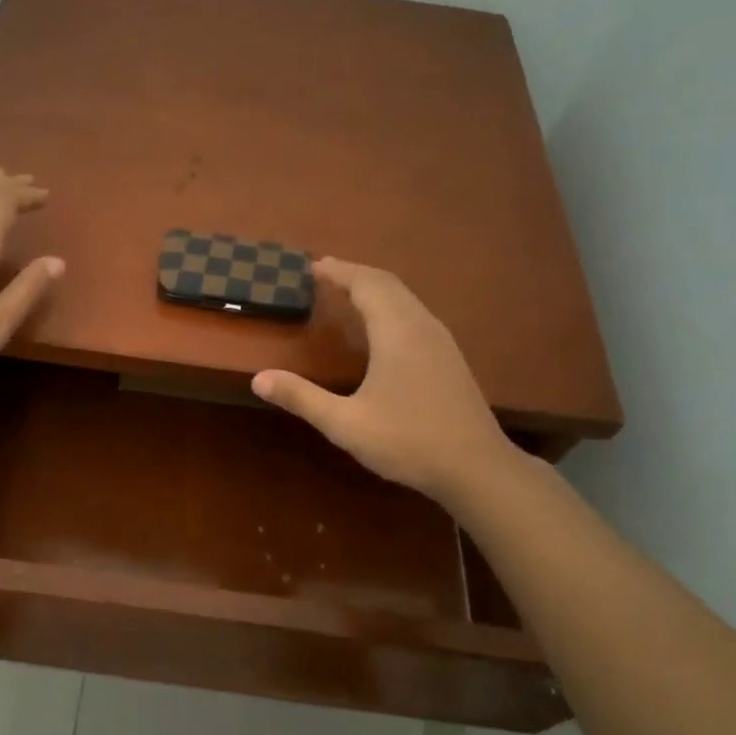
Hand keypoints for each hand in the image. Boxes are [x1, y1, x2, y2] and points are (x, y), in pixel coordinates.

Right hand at [251, 258, 513, 504]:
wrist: (477, 468)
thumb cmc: (408, 441)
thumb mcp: (346, 424)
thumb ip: (302, 398)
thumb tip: (259, 379)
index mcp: (397, 332)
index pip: (366, 284)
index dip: (338, 271)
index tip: (310, 266)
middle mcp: (421, 325)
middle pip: (387, 284)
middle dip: (354, 274)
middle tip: (323, 275)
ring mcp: (441, 341)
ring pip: (405, 298)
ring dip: (374, 288)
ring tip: (346, 293)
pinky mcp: (449, 358)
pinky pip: (414, 314)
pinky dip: (390, 305)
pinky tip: (381, 328)